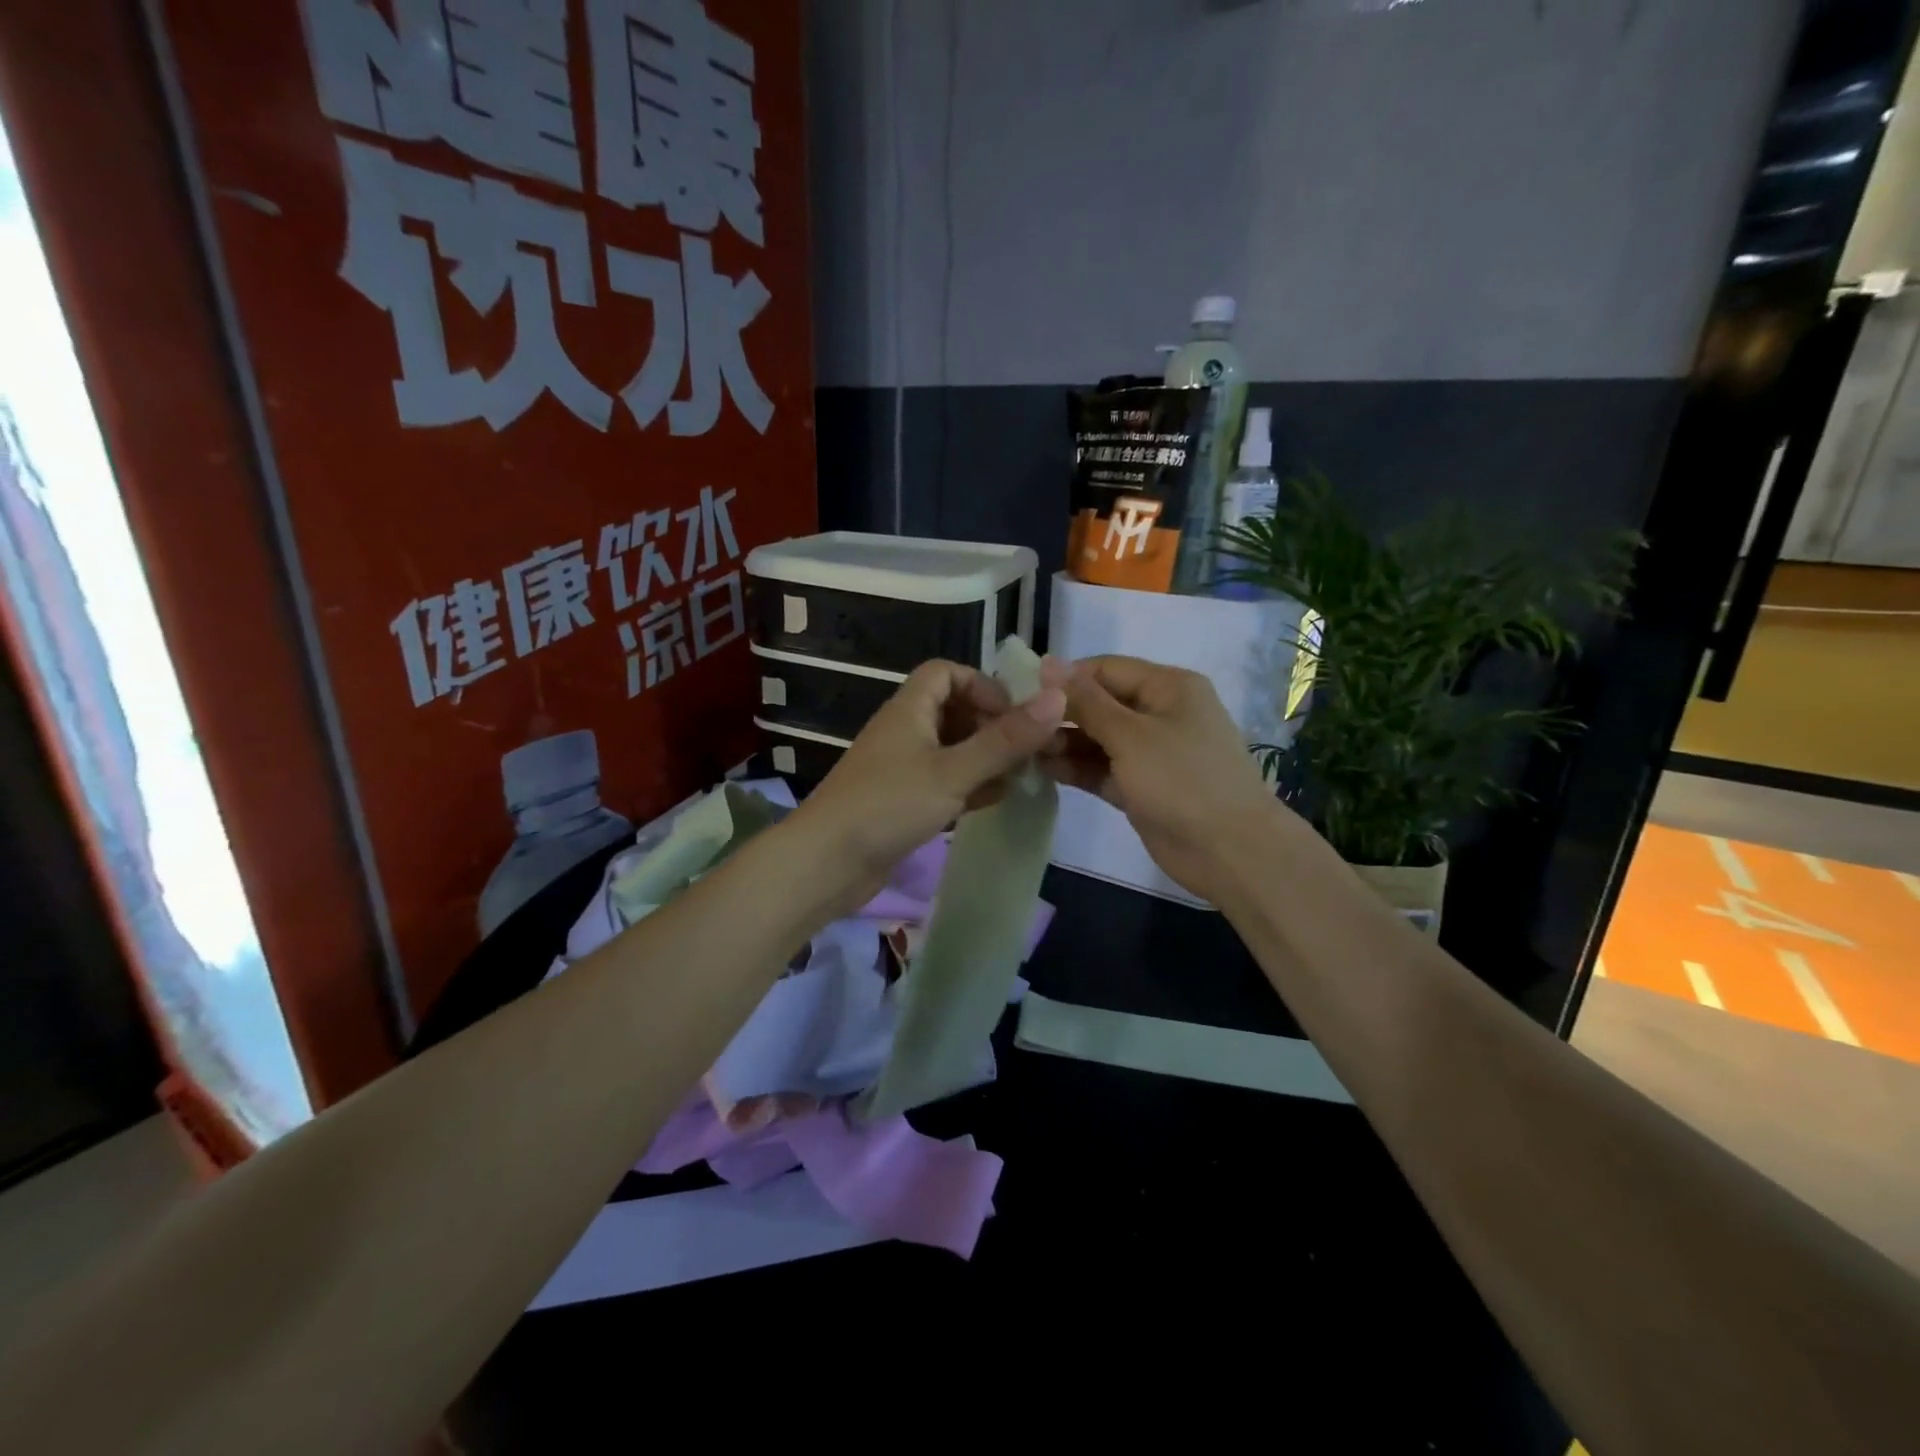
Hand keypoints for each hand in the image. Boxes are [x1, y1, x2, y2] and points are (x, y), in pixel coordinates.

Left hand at [786, 657, 1067, 910]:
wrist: (826, 864)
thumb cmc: (888, 806)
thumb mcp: (953, 771)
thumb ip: (1004, 739)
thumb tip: (1057, 699)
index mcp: (910, 709)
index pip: (947, 672)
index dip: (982, 685)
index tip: (1013, 715)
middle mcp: (905, 731)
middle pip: (953, 710)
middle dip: (992, 726)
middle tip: (1025, 751)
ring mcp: (902, 767)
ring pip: (952, 748)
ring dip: (985, 758)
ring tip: (1019, 777)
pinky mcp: (902, 801)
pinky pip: (943, 781)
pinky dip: (969, 785)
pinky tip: (993, 801)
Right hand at [1043, 655, 1299, 901]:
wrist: (1230, 851)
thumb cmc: (1182, 780)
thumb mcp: (1130, 735)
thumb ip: (1086, 701)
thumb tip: (1048, 663)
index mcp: (1168, 687)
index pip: (1106, 669)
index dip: (1065, 678)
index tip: (1023, 693)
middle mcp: (1160, 713)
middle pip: (1101, 704)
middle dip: (1062, 714)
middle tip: (1019, 727)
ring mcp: (1151, 753)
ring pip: (1099, 738)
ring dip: (1065, 743)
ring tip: (1026, 751)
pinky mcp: (1142, 786)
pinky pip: (1103, 768)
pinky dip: (1078, 768)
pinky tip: (1043, 769)